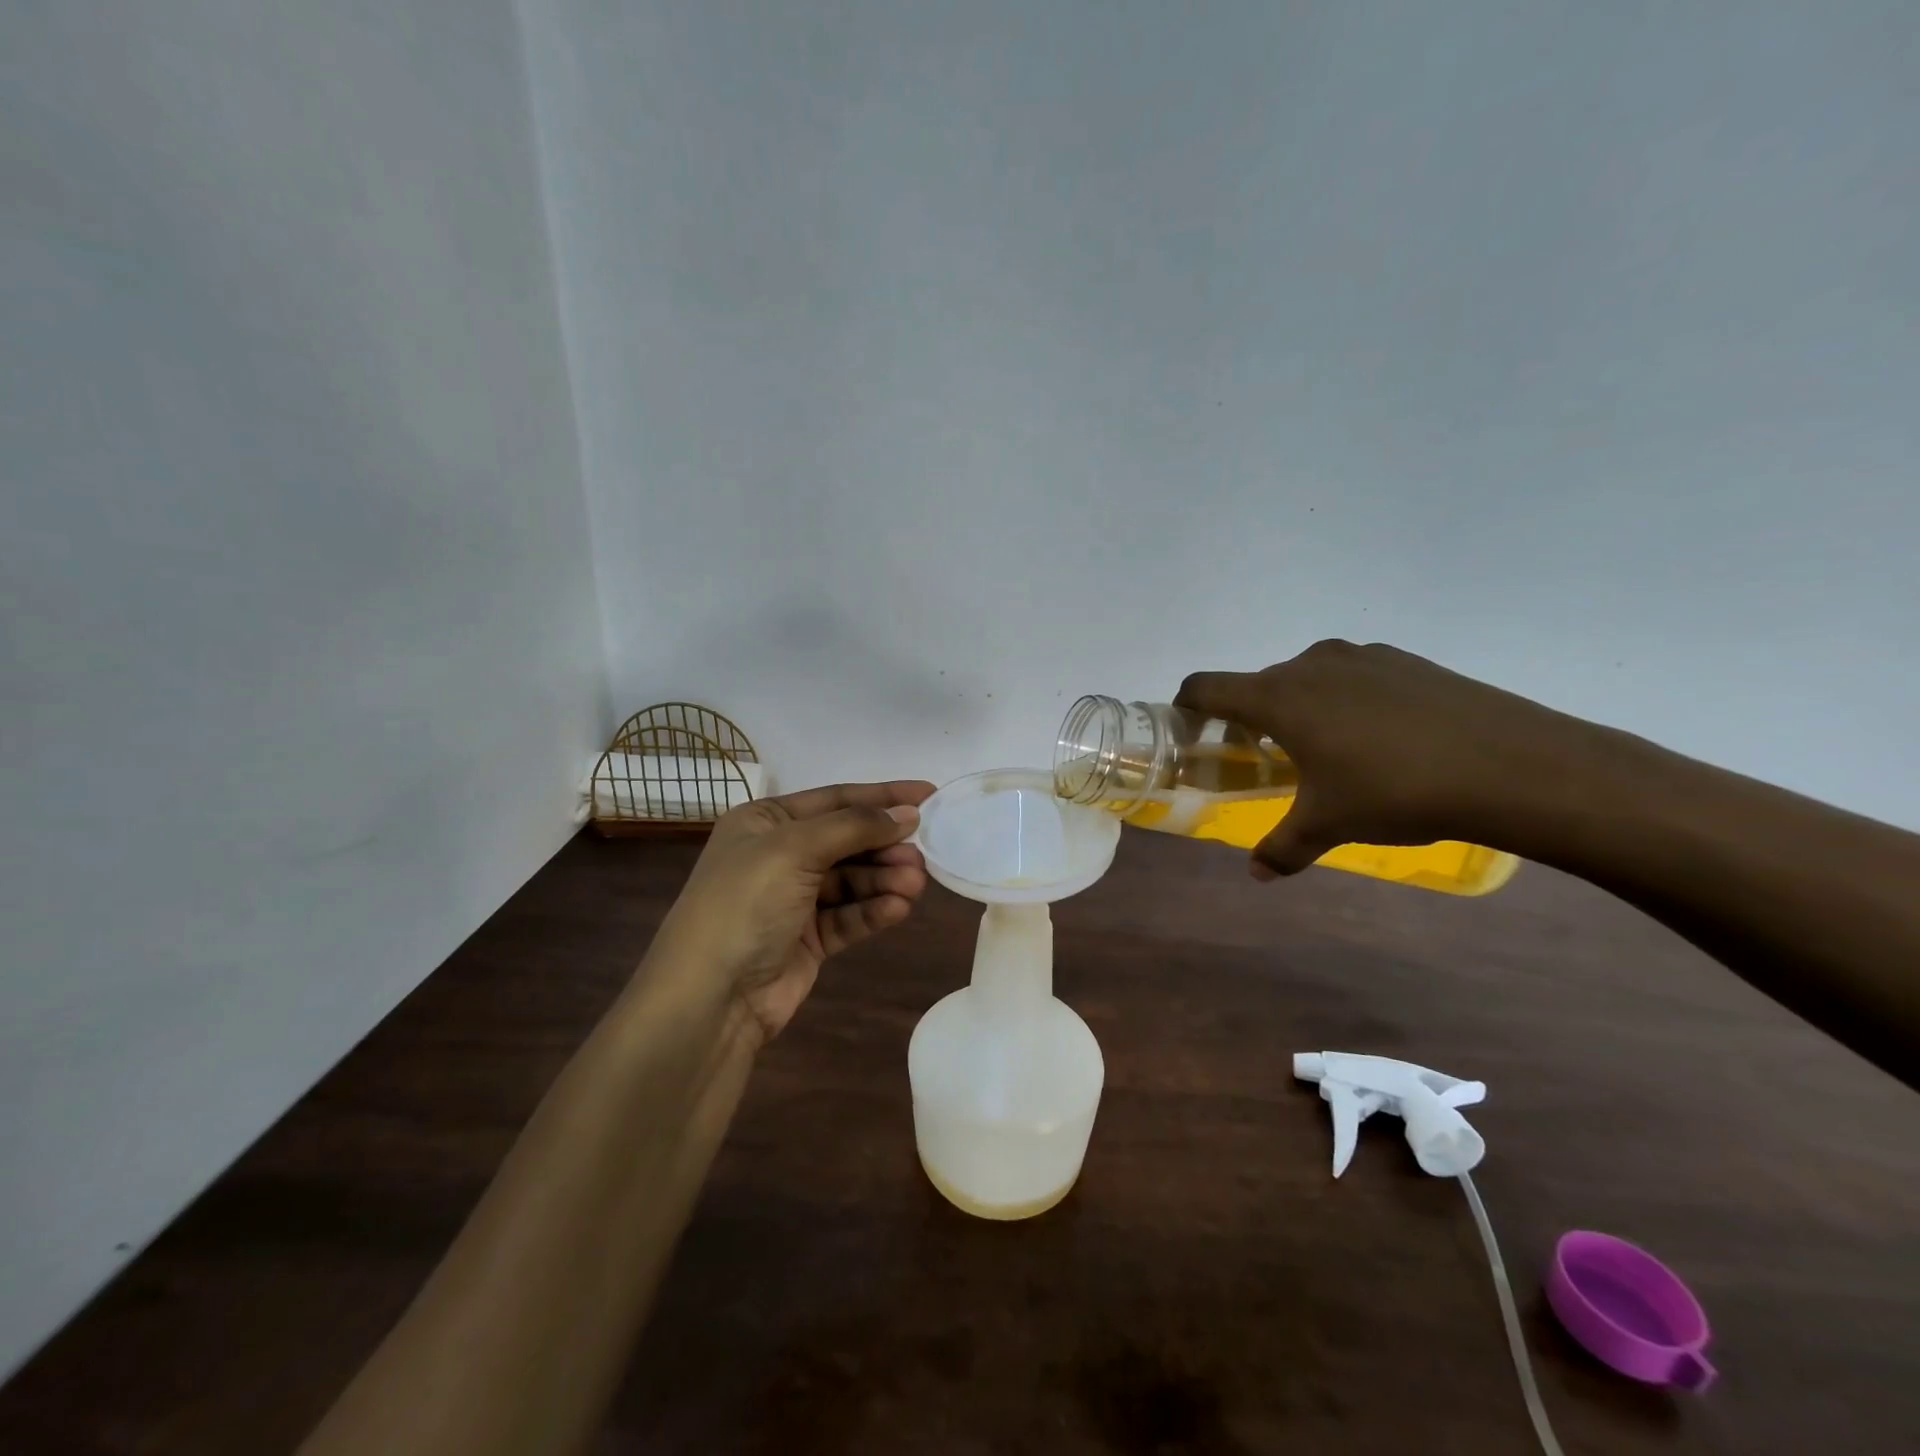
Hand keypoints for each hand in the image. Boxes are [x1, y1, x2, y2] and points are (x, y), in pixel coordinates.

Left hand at [656, 780, 935, 1042]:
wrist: (710, 998)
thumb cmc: (745, 904)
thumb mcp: (794, 849)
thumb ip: (854, 827)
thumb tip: (908, 815)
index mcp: (765, 822)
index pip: (835, 799)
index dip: (883, 796)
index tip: (930, 795)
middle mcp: (779, 855)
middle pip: (848, 840)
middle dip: (886, 845)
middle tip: (923, 854)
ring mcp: (794, 899)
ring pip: (853, 880)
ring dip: (885, 879)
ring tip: (915, 884)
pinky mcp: (808, 939)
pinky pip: (849, 915)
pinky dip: (874, 910)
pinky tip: (898, 909)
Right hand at [1176, 641, 1585, 877]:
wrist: (1512, 766)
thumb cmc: (1396, 792)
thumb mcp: (1330, 824)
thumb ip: (1283, 847)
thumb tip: (1257, 874)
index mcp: (1279, 697)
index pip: (1206, 686)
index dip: (1188, 704)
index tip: (1191, 728)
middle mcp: (1311, 664)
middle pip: (1258, 684)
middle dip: (1252, 717)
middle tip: (1268, 758)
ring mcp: (1361, 657)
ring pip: (1307, 677)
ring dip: (1301, 707)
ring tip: (1329, 749)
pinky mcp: (1405, 660)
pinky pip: (1352, 676)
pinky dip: (1346, 700)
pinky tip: (1382, 738)